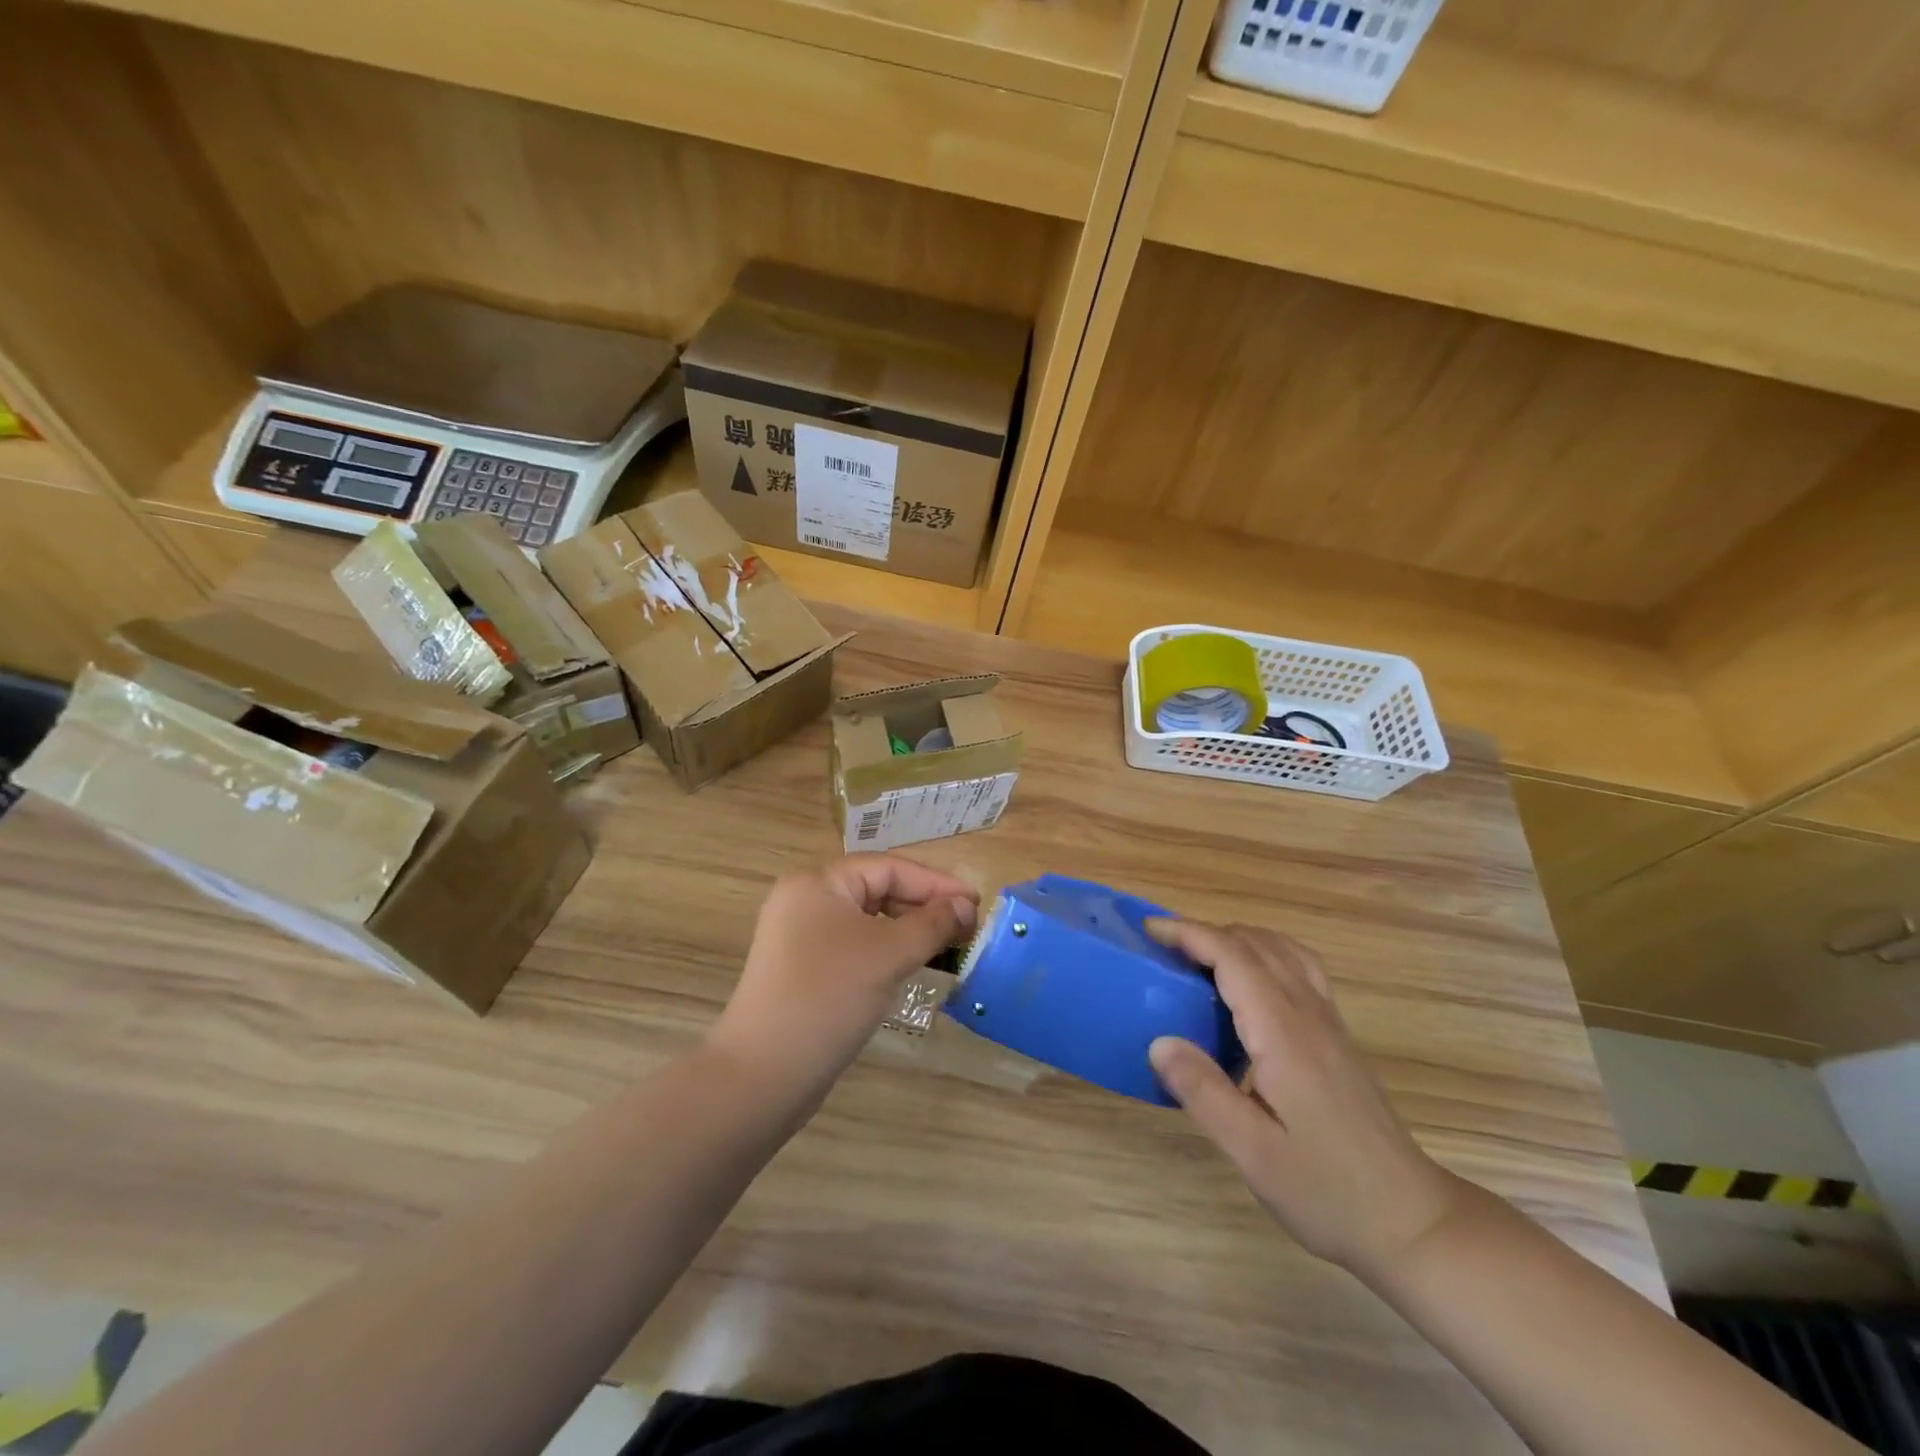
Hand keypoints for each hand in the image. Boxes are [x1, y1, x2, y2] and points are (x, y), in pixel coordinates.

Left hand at [710, 855, 977, 1096]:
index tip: (976, 903)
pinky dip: (886, 951)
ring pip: (868, 920)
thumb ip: (932, 924)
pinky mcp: (803, 968)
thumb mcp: (889, 955)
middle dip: (924, 906)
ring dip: (908, 930)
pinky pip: (855, 945)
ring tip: (947, 946)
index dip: (936, 883)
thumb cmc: (829, 998)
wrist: (763, 1074)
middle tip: (967, 927)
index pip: (888, 868)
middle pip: (877, 889)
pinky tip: (912, 966)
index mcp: (818, 882)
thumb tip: (966, 905)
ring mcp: (801, 936)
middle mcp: (806, 900)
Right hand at [1146, 919, 1461, 1277]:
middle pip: (1257, 943)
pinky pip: (1299, 968)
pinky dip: (1264, 954)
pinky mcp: (1337, 1036)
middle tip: (1162, 949)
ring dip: (1237, 939)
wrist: (1412, 1222)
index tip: (1150, 929)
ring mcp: (1329, 1023)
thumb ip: (1203, 1093)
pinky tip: (1247, 985)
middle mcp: (1309, 1014)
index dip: (1189, 933)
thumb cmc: (1327, 1191)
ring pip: (1283, 949)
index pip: (1234, 957)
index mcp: (1284, 1034)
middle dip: (1206, 932)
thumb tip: (1158, 1041)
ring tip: (1199, 958)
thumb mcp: (1253, 1153)